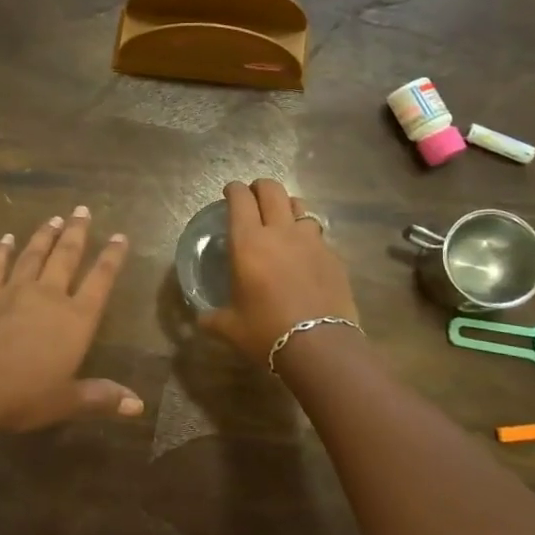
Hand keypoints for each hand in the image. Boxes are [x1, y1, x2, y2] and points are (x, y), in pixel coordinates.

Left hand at [0, 207, 141, 431]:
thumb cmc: (23, 396)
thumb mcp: (66, 401)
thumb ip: (101, 398)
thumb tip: (139, 407)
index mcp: (75, 320)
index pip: (100, 281)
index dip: (113, 258)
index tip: (121, 236)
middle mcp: (49, 296)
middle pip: (67, 256)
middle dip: (77, 232)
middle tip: (83, 209)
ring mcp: (14, 290)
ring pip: (34, 254)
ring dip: (45, 235)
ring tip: (54, 218)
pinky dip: (2, 250)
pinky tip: (6, 238)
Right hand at [200, 179, 360, 364]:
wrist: (321, 346)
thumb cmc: (267, 332)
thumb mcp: (230, 328)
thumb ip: (213, 318)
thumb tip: (200, 319)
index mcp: (248, 243)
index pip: (240, 199)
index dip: (234, 190)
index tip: (230, 192)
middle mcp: (280, 232)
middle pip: (272, 190)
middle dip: (260, 187)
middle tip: (254, 197)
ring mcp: (311, 241)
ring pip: (299, 206)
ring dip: (287, 206)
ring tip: (282, 220)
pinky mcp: (333, 256)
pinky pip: (318, 234)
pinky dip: (307, 236)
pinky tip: (305, 253)